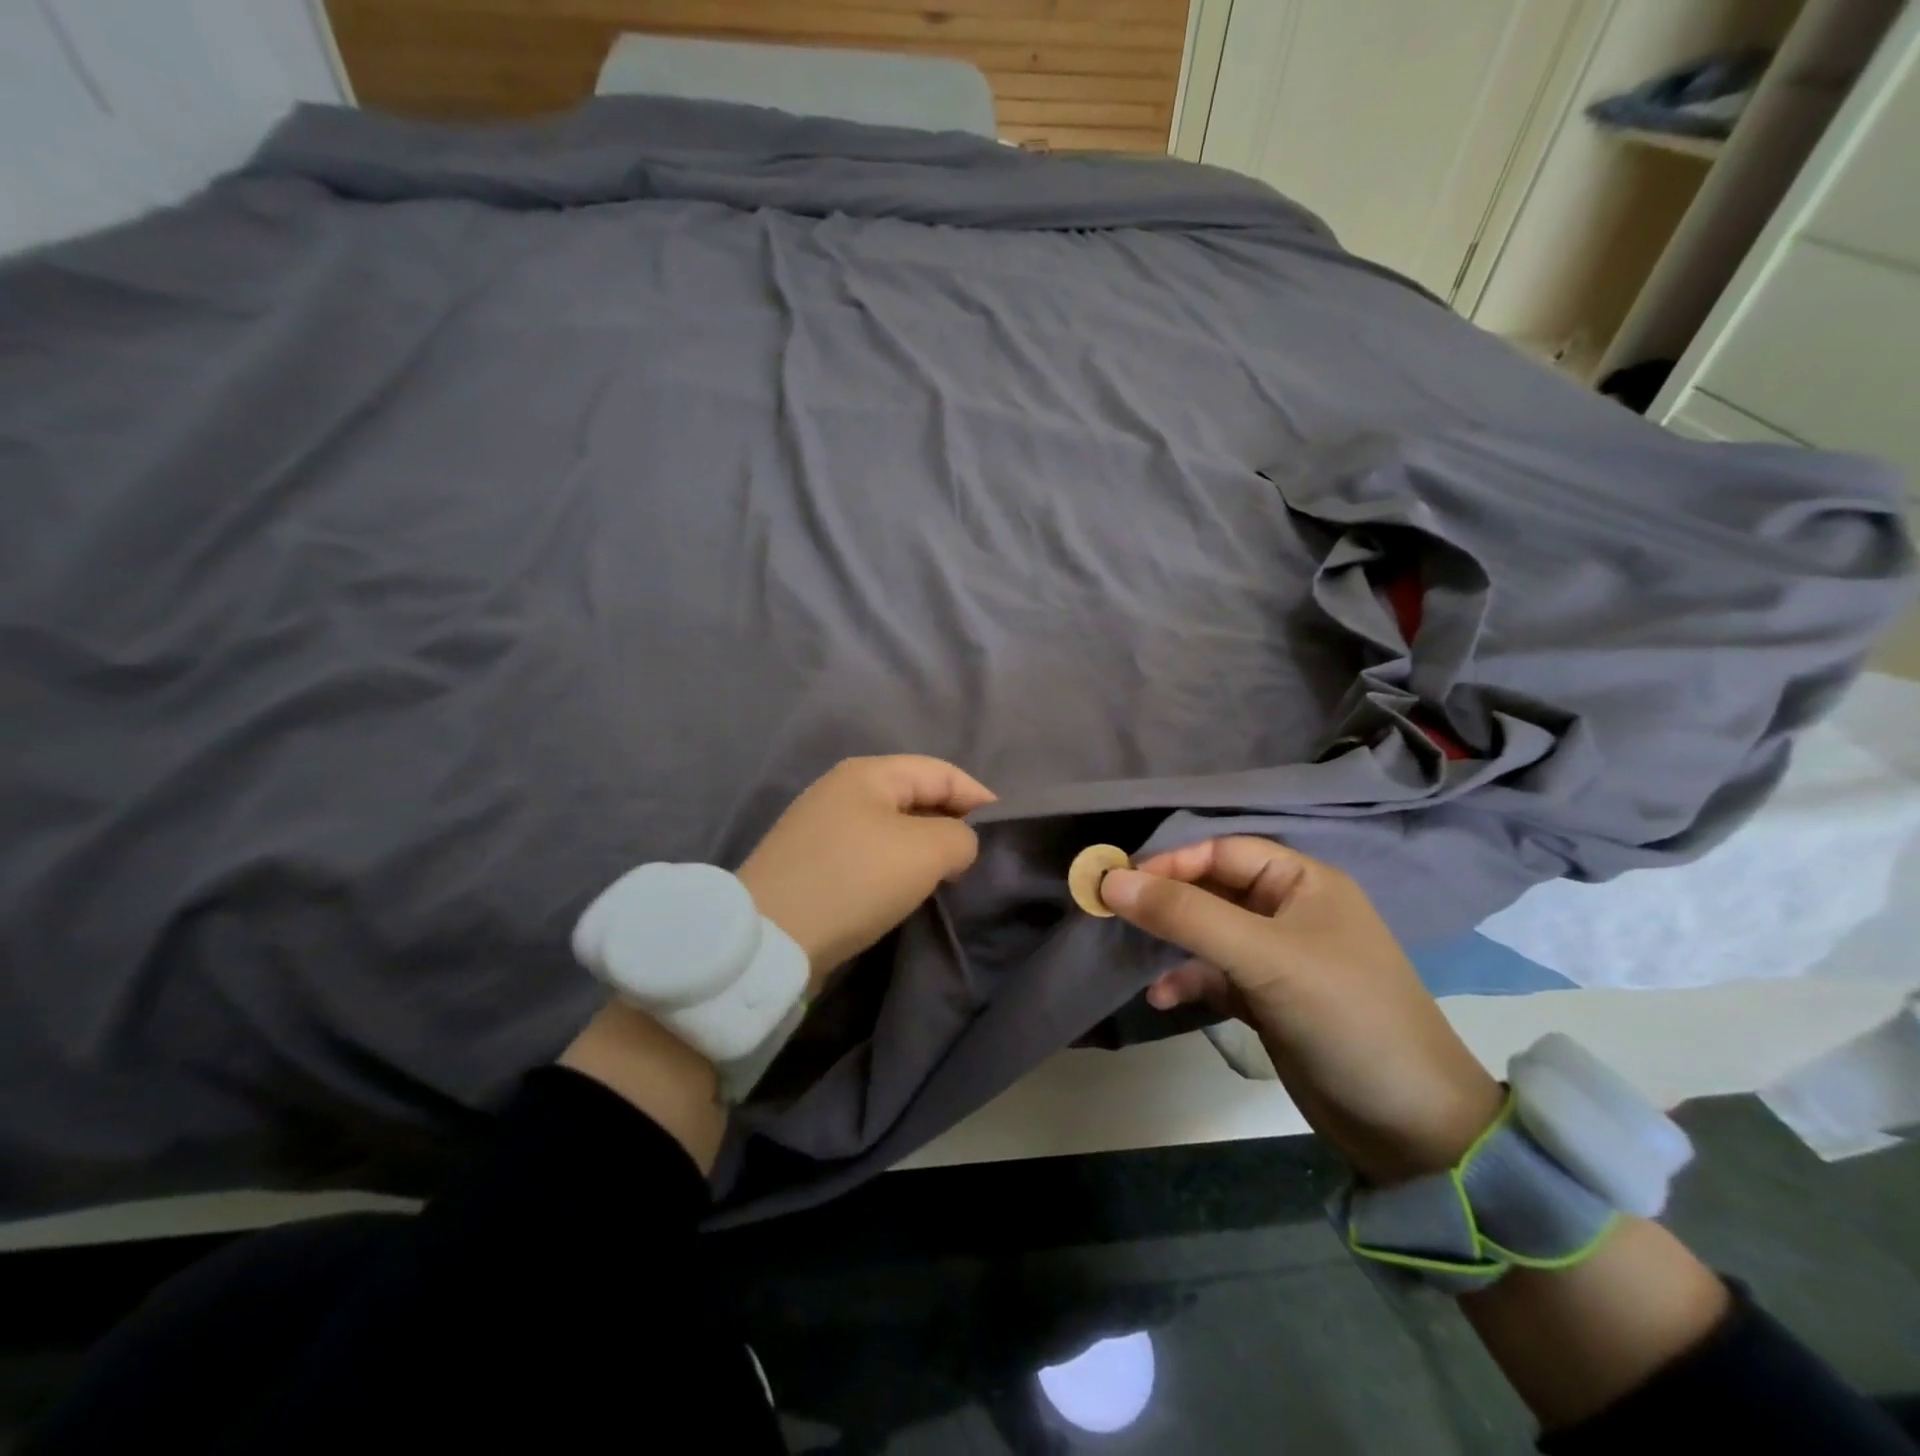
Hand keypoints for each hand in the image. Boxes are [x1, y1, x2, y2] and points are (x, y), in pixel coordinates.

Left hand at [737, 755, 995, 984]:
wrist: (771, 937)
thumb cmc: (855, 879)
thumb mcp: (925, 851)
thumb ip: (960, 838)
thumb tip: (956, 845)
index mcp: (868, 773)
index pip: (940, 771)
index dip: (978, 796)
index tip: (1005, 831)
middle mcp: (842, 790)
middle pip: (914, 796)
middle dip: (951, 822)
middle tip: (978, 858)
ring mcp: (822, 826)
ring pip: (892, 827)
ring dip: (924, 848)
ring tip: (948, 876)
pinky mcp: (812, 863)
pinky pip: (869, 853)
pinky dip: (896, 866)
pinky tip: (906, 890)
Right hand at [1099, 837, 1503, 1185]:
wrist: (1410, 1127)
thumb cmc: (1344, 1016)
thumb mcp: (1263, 957)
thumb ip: (1186, 915)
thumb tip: (1111, 882)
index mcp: (1302, 882)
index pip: (1222, 851)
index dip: (1171, 862)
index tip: (1120, 883)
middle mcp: (1288, 910)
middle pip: (1211, 889)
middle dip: (1163, 901)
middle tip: (1111, 913)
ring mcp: (1277, 957)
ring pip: (1207, 932)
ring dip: (1169, 942)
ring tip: (1129, 955)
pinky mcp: (1267, 998)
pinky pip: (1214, 974)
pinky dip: (1186, 981)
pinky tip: (1160, 998)